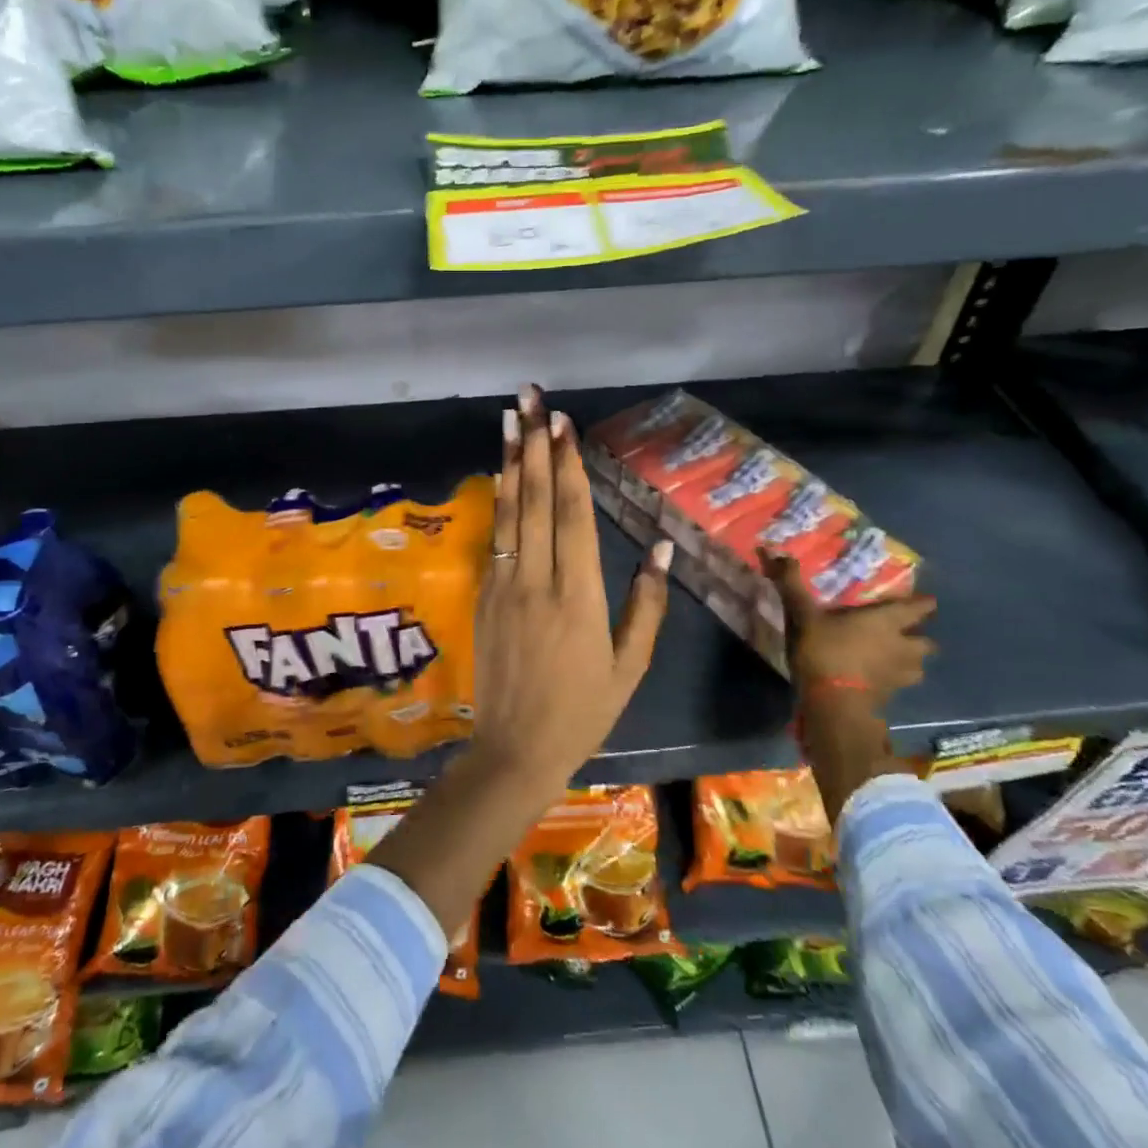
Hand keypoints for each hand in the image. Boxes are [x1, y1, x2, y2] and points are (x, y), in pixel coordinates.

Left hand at [470, 383, 672, 805]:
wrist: (514, 748)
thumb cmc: (583, 711)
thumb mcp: (629, 666)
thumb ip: (646, 604)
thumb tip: (662, 548)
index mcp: (579, 597)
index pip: (572, 517)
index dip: (568, 466)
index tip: (563, 425)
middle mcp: (537, 581)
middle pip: (535, 500)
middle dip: (533, 444)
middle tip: (531, 398)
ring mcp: (504, 585)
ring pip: (509, 512)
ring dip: (509, 461)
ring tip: (508, 418)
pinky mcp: (484, 595)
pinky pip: (495, 537)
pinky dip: (499, 500)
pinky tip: (500, 473)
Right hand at [761, 551, 936, 703]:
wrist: (834, 703)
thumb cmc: (825, 651)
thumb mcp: (804, 615)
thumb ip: (792, 585)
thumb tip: (776, 552)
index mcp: (886, 621)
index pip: (917, 609)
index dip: (923, 604)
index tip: (927, 601)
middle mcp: (901, 646)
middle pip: (926, 642)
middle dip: (919, 637)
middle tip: (904, 633)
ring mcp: (899, 674)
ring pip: (918, 666)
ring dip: (911, 661)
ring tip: (895, 658)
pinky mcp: (891, 695)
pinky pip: (900, 683)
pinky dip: (894, 679)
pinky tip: (879, 678)